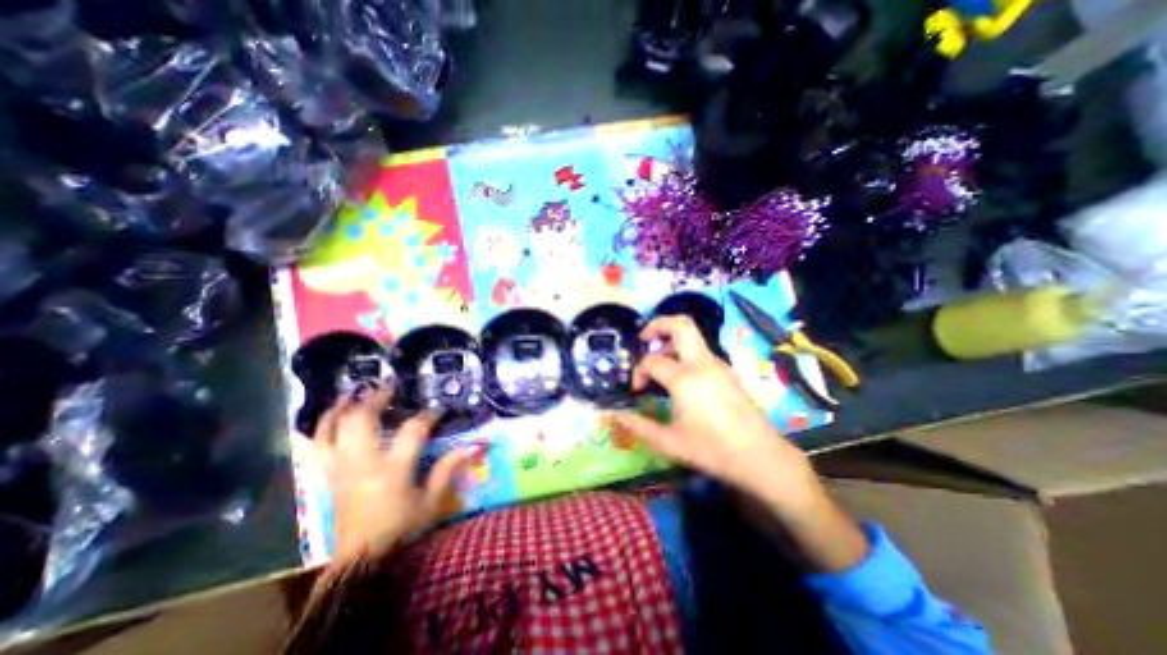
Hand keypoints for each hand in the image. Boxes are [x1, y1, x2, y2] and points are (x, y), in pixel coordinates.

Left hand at [312, 386, 476, 559]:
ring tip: (357, 392)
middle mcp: (362, 464)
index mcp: (392, 470)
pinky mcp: (328, 476)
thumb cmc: (401, 528)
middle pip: (362, 420)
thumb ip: (449, 468)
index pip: (413, 430)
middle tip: (391, 387)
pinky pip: (317, 446)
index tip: (438, 409)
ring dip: (344, 406)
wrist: (362, 559)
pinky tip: (333, 414)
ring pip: (333, 428)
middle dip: (377, 398)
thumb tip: (476, 444)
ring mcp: (340, 469)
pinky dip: (323, 427)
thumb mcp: (432, 500)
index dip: (428, 415)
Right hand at [615, 315, 812, 508]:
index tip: (637, 390)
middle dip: (657, 325)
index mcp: (685, 379)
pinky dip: (684, 353)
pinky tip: (681, 378)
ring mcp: (718, 364)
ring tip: (660, 363)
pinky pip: (701, 351)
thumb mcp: (669, 442)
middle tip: (644, 340)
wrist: (761, 457)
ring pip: (692, 336)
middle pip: (680, 324)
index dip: (638, 372)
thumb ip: (639, 426)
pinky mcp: (727, 371)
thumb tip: (616, 416)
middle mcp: (702, 363)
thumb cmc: (712, 450)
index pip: (651, 361)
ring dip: (671, 341)